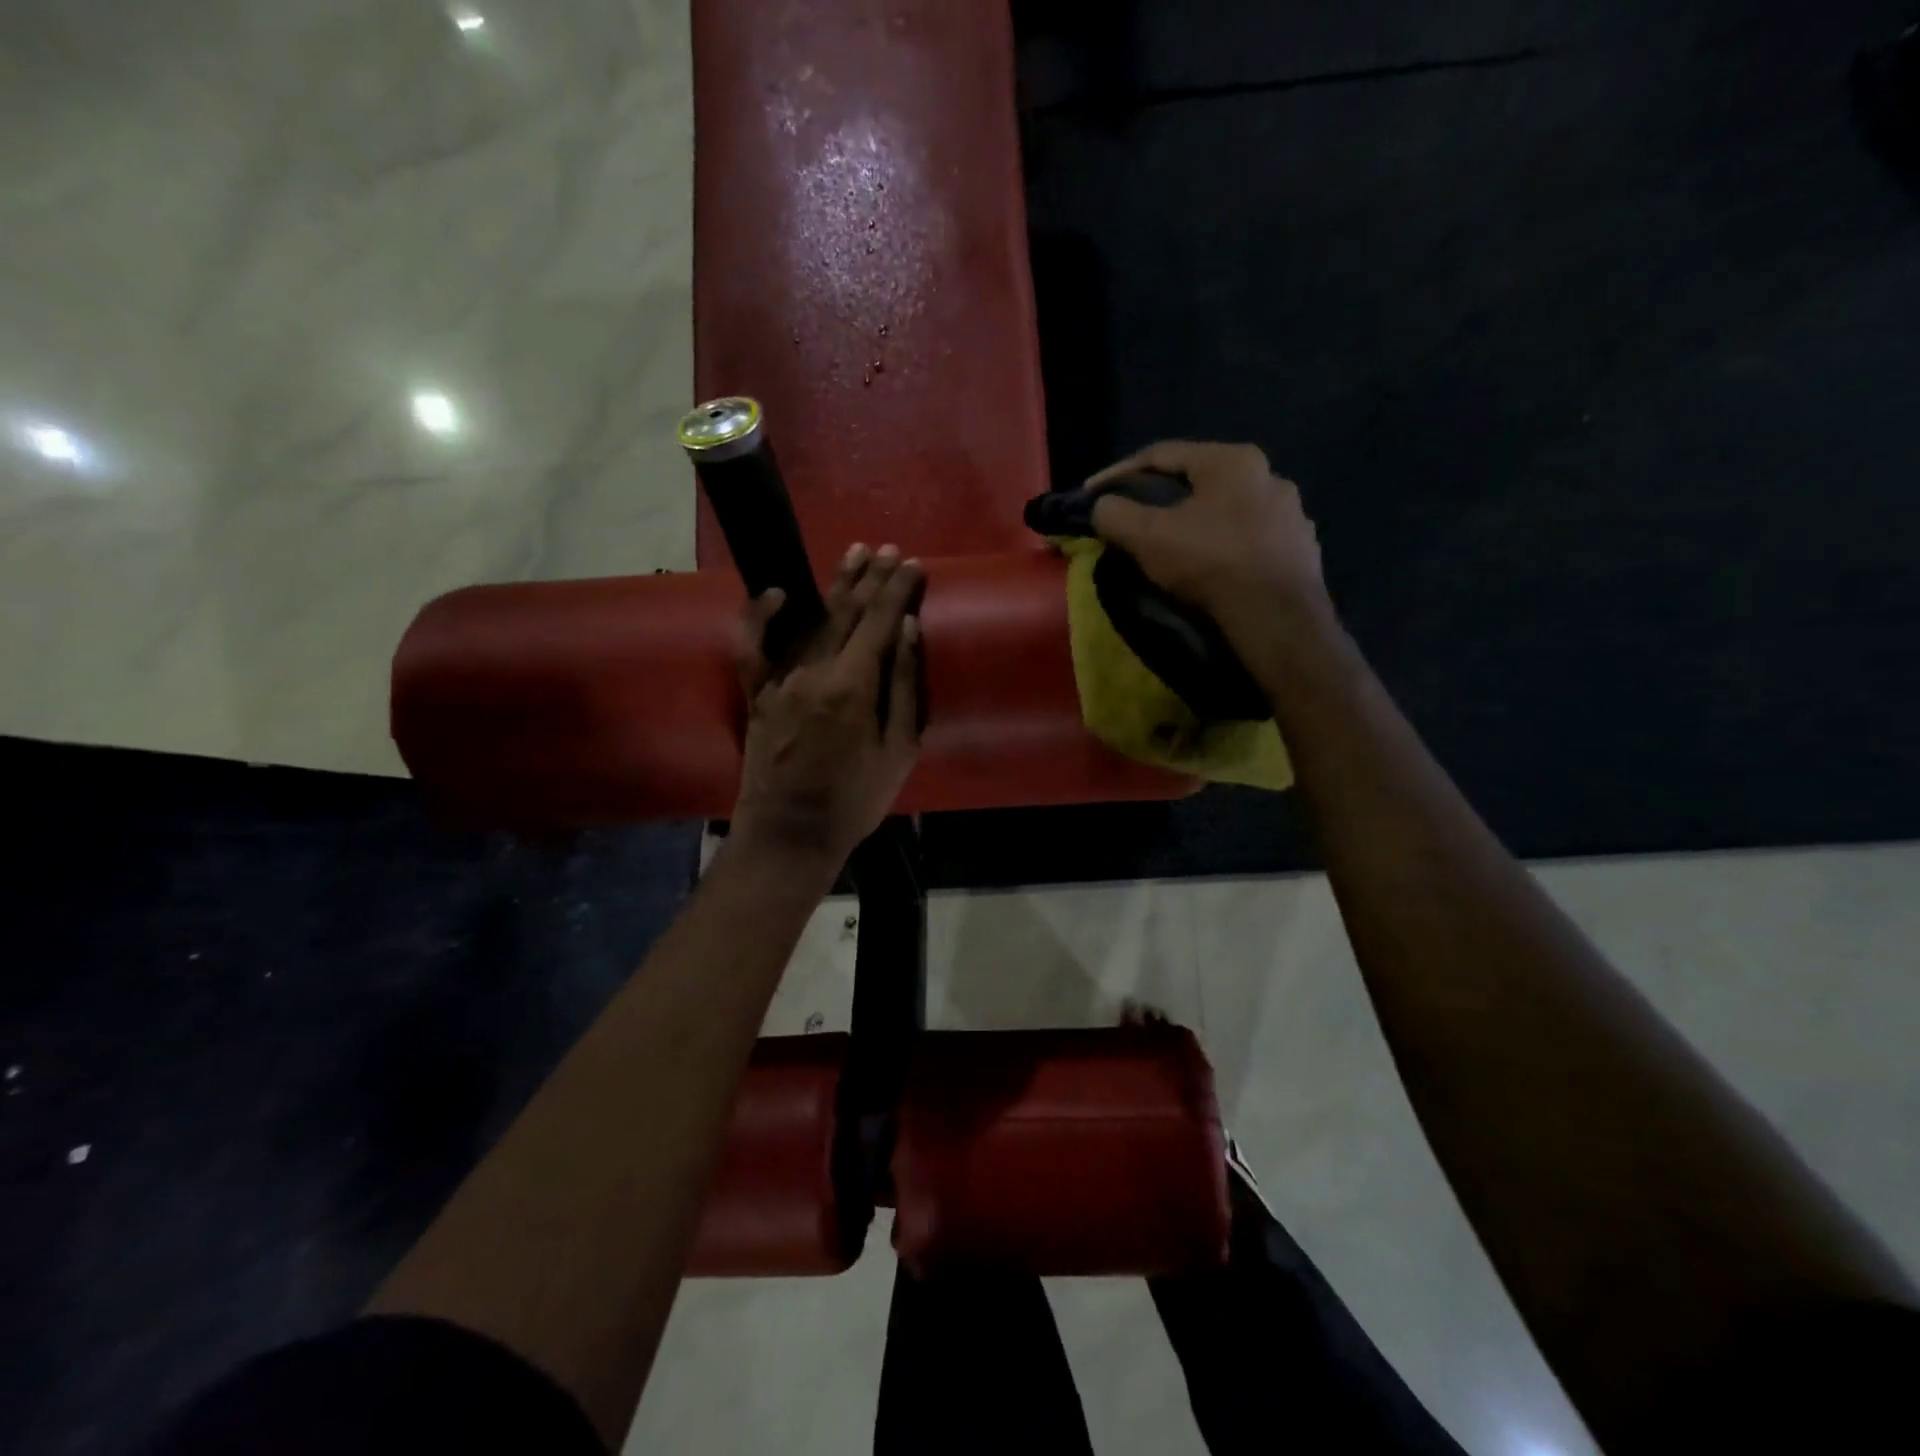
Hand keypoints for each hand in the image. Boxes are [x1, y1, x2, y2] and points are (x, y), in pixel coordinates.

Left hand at [729, 544, 924, 868]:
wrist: (791, 833)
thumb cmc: (855, 799)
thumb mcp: (899, 750)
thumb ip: (904, 685)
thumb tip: (907, 630)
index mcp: (853, 684)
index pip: (880, 621)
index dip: (898, 589)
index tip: (913, 565)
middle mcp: (813, 670)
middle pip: (847, 611)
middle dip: (871, 578)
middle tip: (888, 549)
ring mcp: (779, 679)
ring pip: (810, 619)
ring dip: (834, 585)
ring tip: (853, 554)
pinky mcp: (756, 693)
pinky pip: (751, 646)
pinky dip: (759, 615)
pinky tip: (774, 592)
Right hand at [1088, 441, 1328, 635]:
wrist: (1277, 619)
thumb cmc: (1210, 564)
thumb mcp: (1147, 536)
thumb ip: (1114, 513)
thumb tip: (1102, 507)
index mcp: (1232, 460)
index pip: (1161, 455)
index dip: (1118, 473)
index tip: (1092, 495)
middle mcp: (1270, 475)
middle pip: (1198, 482)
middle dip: (1161, 500)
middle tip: (1134, 521)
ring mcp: (1292, 514)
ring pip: (1228, 512)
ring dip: (1197, 524)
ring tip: (1174, 549)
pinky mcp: (1302, 551)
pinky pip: (1251, 541)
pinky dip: (1225, 549)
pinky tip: (1213, 569)